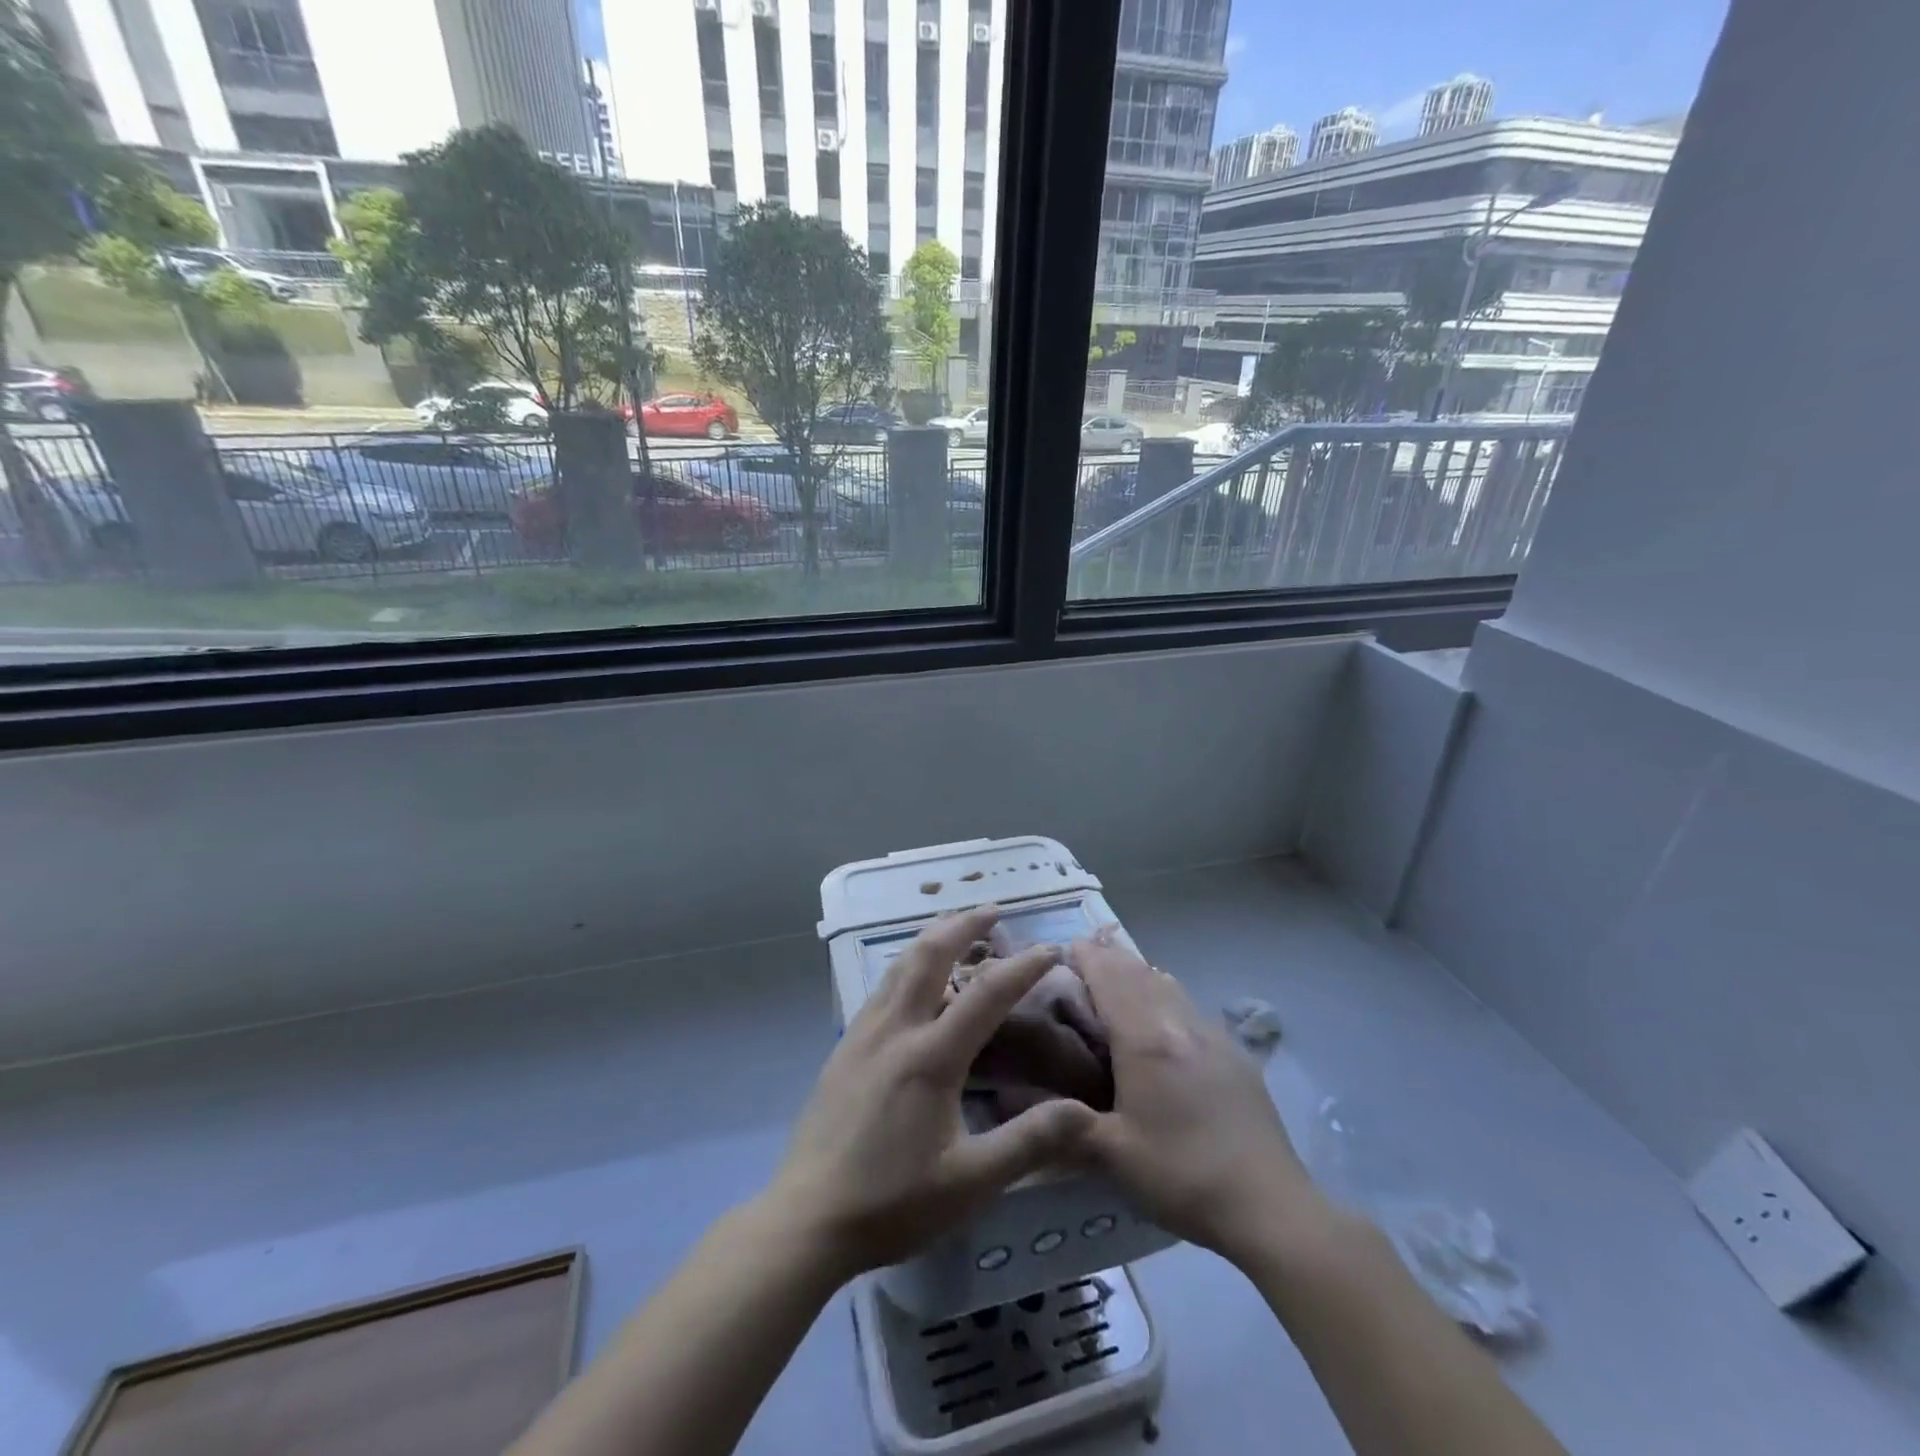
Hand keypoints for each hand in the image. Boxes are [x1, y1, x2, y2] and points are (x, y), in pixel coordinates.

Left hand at [768, 907, 1096, 1278]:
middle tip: (991, 910)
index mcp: (930, 1057)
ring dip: (931, 938)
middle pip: (930, 955)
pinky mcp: (845, 1047)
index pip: (986, 994)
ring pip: (900, 965)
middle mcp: (896, 1030)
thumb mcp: (970, 1183)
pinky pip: (882, 987)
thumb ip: (1028, 1143)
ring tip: (954, 928)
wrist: (807, 1218)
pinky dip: (907, 965)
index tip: (1050, 948)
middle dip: (963, 925)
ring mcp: (864, 1034)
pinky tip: (913, 979)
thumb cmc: (892, 1203)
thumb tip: (1082, 1111)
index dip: (1023, 967)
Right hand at [1072, 929, 1323, 1263]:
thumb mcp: (1114, 1156)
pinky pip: (1190, 1006)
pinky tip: (1165, 1016)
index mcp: (1144, 1039)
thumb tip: (1014, 1109)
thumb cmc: (1182, 1174)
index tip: (1066, 946)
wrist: (1269, 1204)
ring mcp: (1211, 1034)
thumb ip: (1065, 1125)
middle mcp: (1177, 1023)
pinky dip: (1166, 994)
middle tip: (1086, 953)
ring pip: (1168, 984)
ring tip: (1120, 976)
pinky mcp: (1234, 1053)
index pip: (1110, 977)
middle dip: (1110, 957)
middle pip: (1139, 972)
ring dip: (1139, 972)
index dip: (1087, 956)